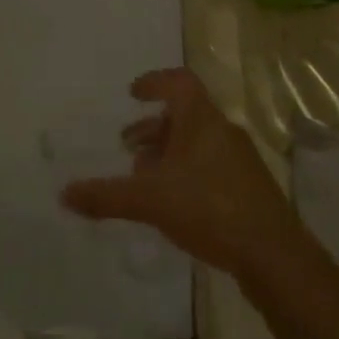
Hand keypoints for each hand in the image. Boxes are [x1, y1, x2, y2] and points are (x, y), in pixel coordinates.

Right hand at [61, 68, 302, 282]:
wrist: (275, 257)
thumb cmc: (209, 208)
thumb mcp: (150, 200)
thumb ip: (107, 195)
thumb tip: (64, 193)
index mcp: (201, 119)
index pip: (178, 82)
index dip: (154, 82)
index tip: (133, 93)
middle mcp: (222, 131)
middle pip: (184, 115)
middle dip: (153, 128)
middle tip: (128, 146)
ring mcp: (239, 161)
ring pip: (197, 143)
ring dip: (168, 152)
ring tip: (144, 177)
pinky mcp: (249, 189)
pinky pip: (210, 166)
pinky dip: (186, 172)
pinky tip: (172, 203)